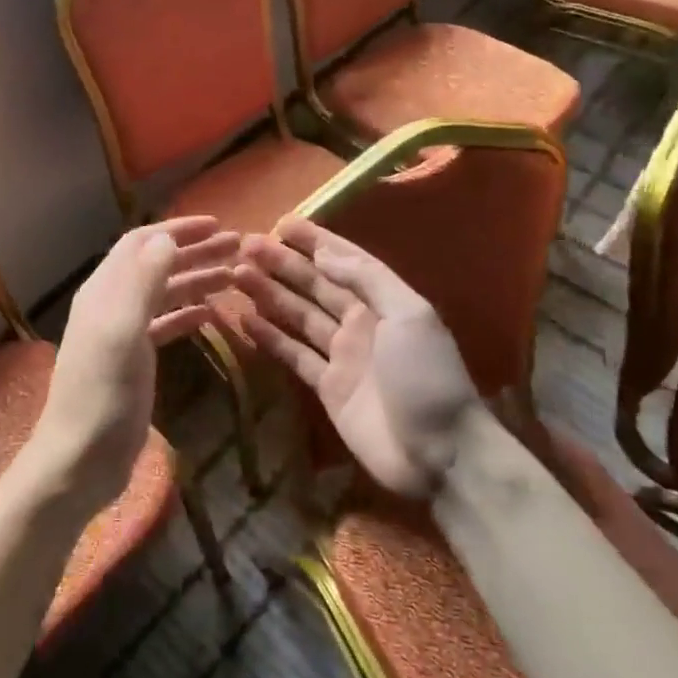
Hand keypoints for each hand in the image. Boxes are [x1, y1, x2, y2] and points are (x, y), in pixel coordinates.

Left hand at [21, 217, 239, 515]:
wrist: (81, 459)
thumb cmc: (102, 394)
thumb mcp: (122, 332)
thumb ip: (143, 282)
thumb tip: (166, 236)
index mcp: (104, 291)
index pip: (141, 243)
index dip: (177, 229)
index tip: (217, 224)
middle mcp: (112, 304)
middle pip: (156, 265)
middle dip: (195, 251)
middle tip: (238, 248)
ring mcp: (123, 333)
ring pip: (164, 294)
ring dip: (196, 280)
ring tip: (235, 275)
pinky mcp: (134, 360)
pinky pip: (165, 325)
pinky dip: (188, 314)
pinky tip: (213, 313)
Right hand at [233, 218, 477, 498]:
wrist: (439, 454)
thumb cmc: (426, 377)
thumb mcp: (408, 316)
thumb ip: (366, 280)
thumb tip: (323, 254)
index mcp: (383, 301)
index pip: (344, 261)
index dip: (314, 241)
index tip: (281, 223)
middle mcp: (361, 322)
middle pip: (315, 285)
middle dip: (283, 264)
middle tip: (246, 246)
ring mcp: (342, 355)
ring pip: (298, 315)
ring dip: (270, 294)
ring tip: (237, 275)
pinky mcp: (328, 387)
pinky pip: (294, 354)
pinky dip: (270, 337)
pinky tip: (245, 319)